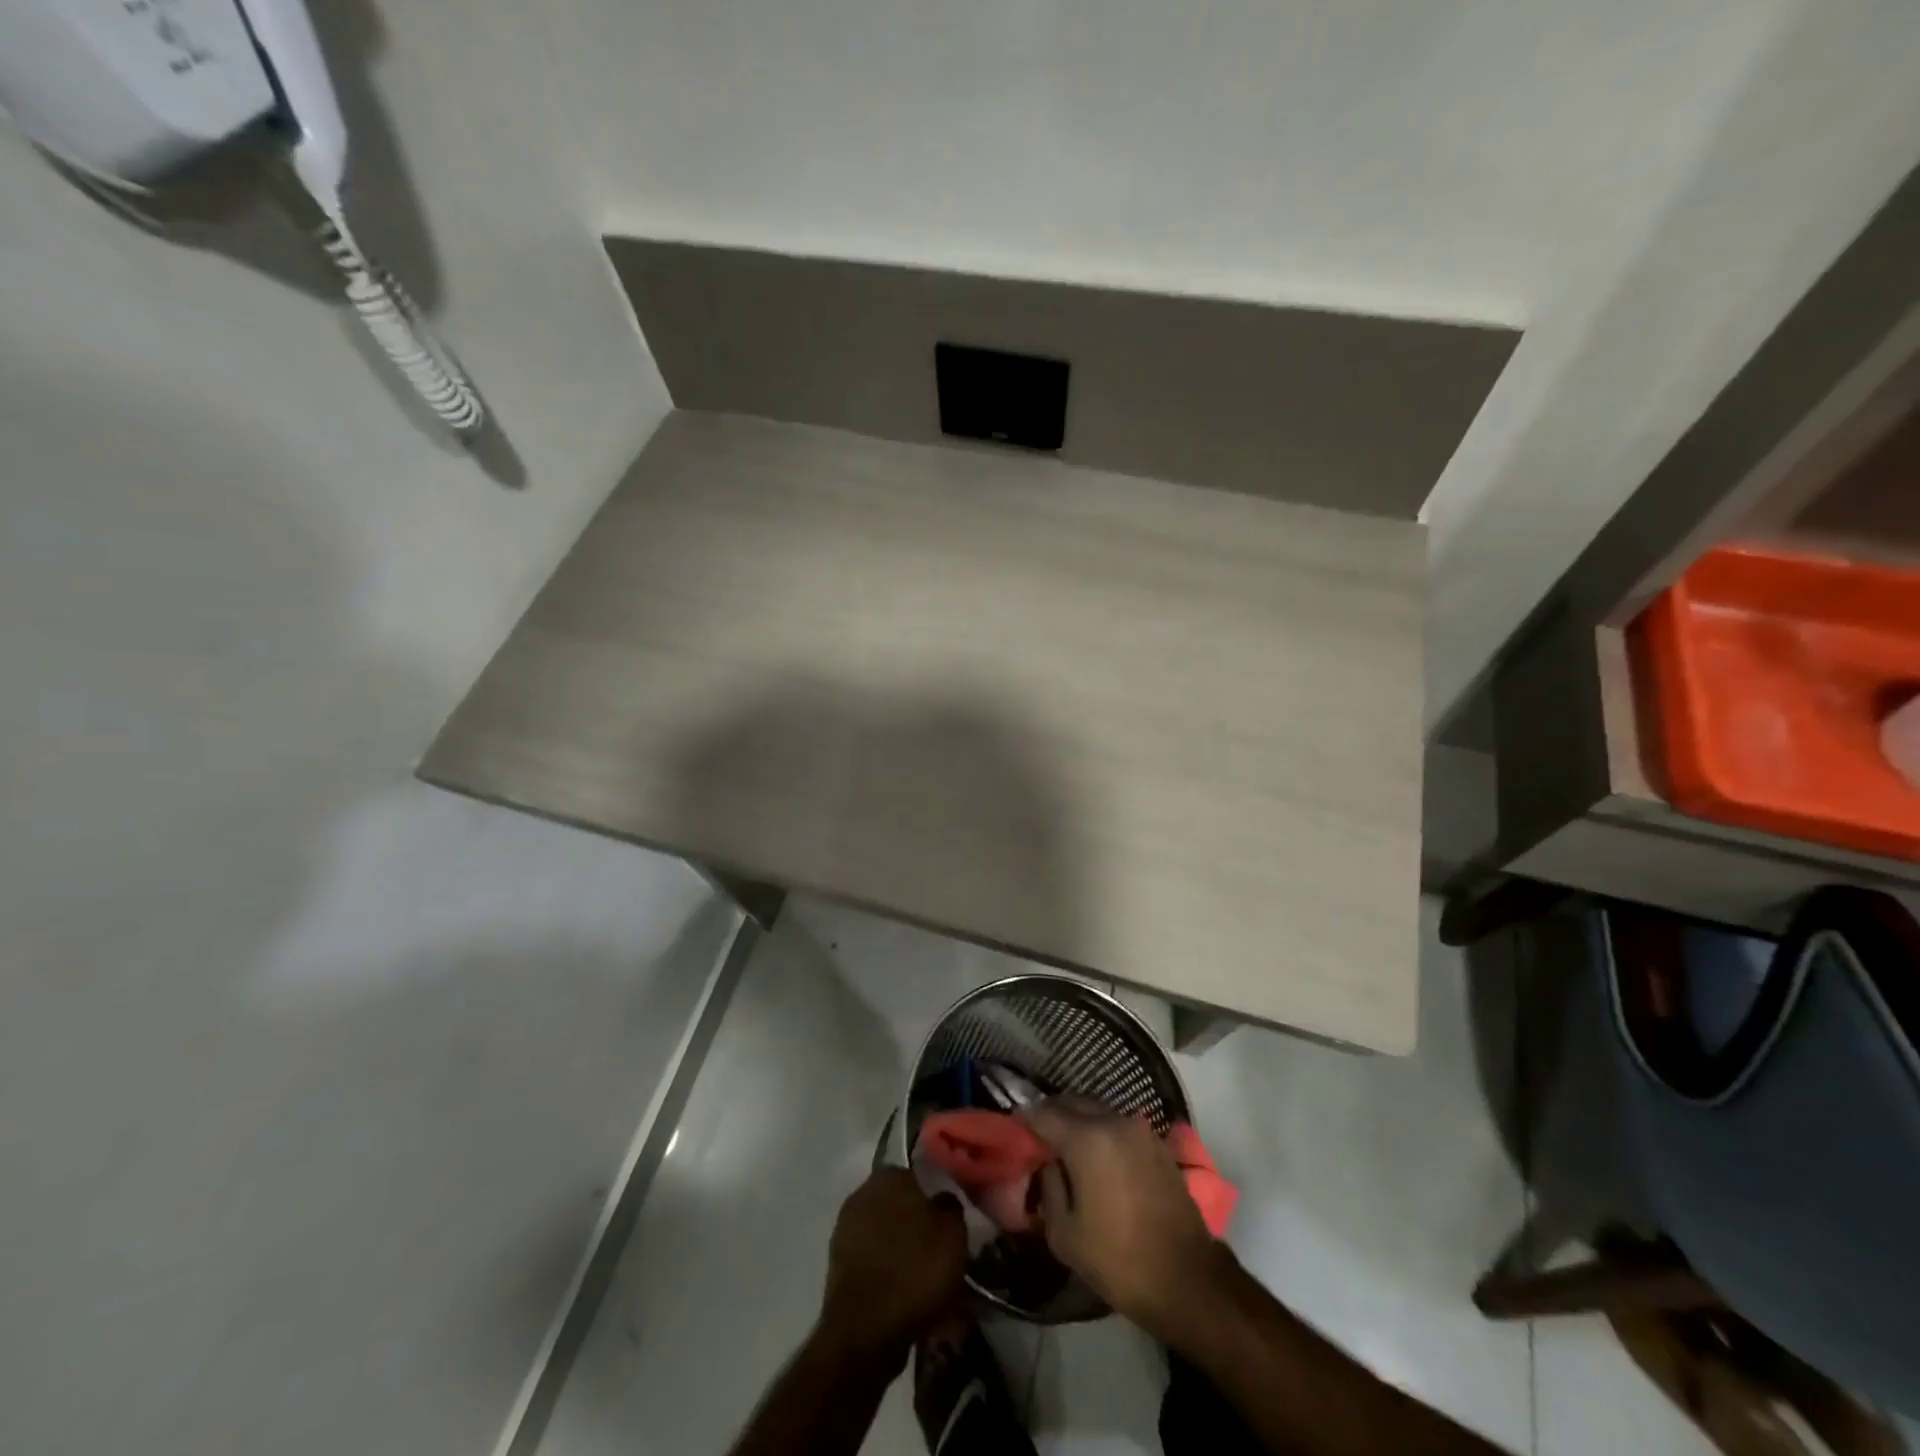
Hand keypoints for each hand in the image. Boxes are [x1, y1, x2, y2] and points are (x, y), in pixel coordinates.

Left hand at [819, 1169, 967, 1365]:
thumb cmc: (915, 1269)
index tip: (948, 1222)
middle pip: (899, 1207)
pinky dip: (887, 1276)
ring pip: (885, 1236)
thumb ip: (950, 1207)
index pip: (918, 1176)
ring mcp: (845, 1230)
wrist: (866, 1330)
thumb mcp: (953, 1233)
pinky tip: (904, 1297)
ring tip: (925, 1282)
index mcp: (890, 1176)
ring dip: (902, 1253)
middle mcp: (863, 1193)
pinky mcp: (837, 1267)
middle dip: (917, 1226)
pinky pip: (873, 1264)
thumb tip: (942, 1200)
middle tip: (939, 1252)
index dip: (935, 1199)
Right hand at [1023, 1099, 1225, 1338]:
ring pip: (1097, 1111)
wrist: (1188, 1281)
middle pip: (1072, 1103)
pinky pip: (1118, 1126)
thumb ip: (1048, 1186)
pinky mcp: (1158, 1144)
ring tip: (1066, 1150)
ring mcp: (1140, 1130)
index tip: (1013, 1130)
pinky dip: (1102, 1133)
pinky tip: (1097, 1160)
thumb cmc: (1119, 1261)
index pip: (1044, 1114)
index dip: (1024, 1120)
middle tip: (1037, 1139)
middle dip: (1051, 1115)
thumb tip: (1048, 1163)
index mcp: (1087, 1139)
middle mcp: (1114, 1122)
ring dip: (1078, 1122)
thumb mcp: (1064, 1234)